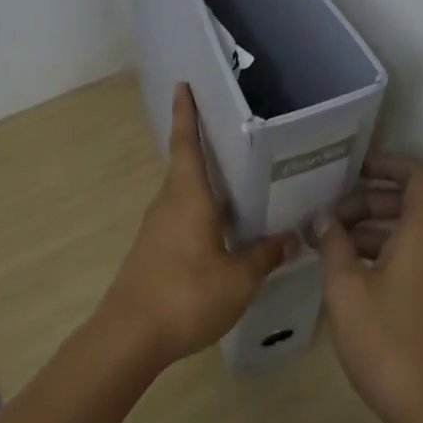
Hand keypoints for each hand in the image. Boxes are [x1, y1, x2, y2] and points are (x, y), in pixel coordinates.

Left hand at [100, 84, 297, 369]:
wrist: (130, 336)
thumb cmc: (187, 295)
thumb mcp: (239, 279)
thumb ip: (265, 256)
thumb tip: (292, 238)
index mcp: (188, 197)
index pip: (186, 143)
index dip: (186, 113)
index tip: (183, 85)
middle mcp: (168, 203)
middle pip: (185, 166)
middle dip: (204, 147)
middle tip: (236, 136)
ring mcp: (156, 228)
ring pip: (184, 194)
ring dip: (205, 185)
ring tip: (239, 184)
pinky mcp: (152, 250)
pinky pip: (180, 218)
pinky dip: (200, 212)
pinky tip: (222, 230)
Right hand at [314, 156, 422, 422]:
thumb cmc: (387, 341)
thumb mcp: (346, 289)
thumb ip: (334, 245)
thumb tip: (325, 219)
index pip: (419, 177)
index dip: (389, 165)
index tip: (354, 172)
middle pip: (409, 207)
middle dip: (367, 204)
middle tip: (329, 220)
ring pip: (409, 237)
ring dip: (372, 233)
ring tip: (330, 248)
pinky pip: (414, 261)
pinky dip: (384, 256)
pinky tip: (351, 278)